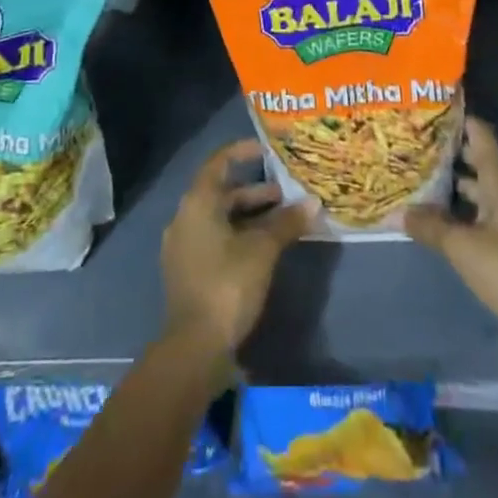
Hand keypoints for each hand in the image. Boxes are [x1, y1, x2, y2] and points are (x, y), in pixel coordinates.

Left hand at [161, 140, 314, 354]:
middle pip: (221, 193)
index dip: (242, 152)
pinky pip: (214, 239)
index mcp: (198, 202)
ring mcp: (183, 246)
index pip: (219, 162)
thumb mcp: (262, 250)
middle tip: (285, 194)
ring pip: (220, 218)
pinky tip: (262, 249)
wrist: (194, 347)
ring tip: (281, 221)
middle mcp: (185, 217)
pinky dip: (238, 235)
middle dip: (254, 192)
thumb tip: (313, 203)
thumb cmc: (227, 284)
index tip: (266, 149)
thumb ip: (287, 223)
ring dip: (249, 216)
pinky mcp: (187, 271)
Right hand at [406, 117, 497, 368]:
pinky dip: (457, 214)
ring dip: (450, 185)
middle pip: (476, 161)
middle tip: (411, 141)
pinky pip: (479, 219)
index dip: (458, 118)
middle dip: (446, 151)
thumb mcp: (464, 248)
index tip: (428, 107)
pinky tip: (433, 220)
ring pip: (477, 192)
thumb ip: (430, 226)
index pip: (480, 134)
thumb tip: (397, 211)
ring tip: (415, 176)